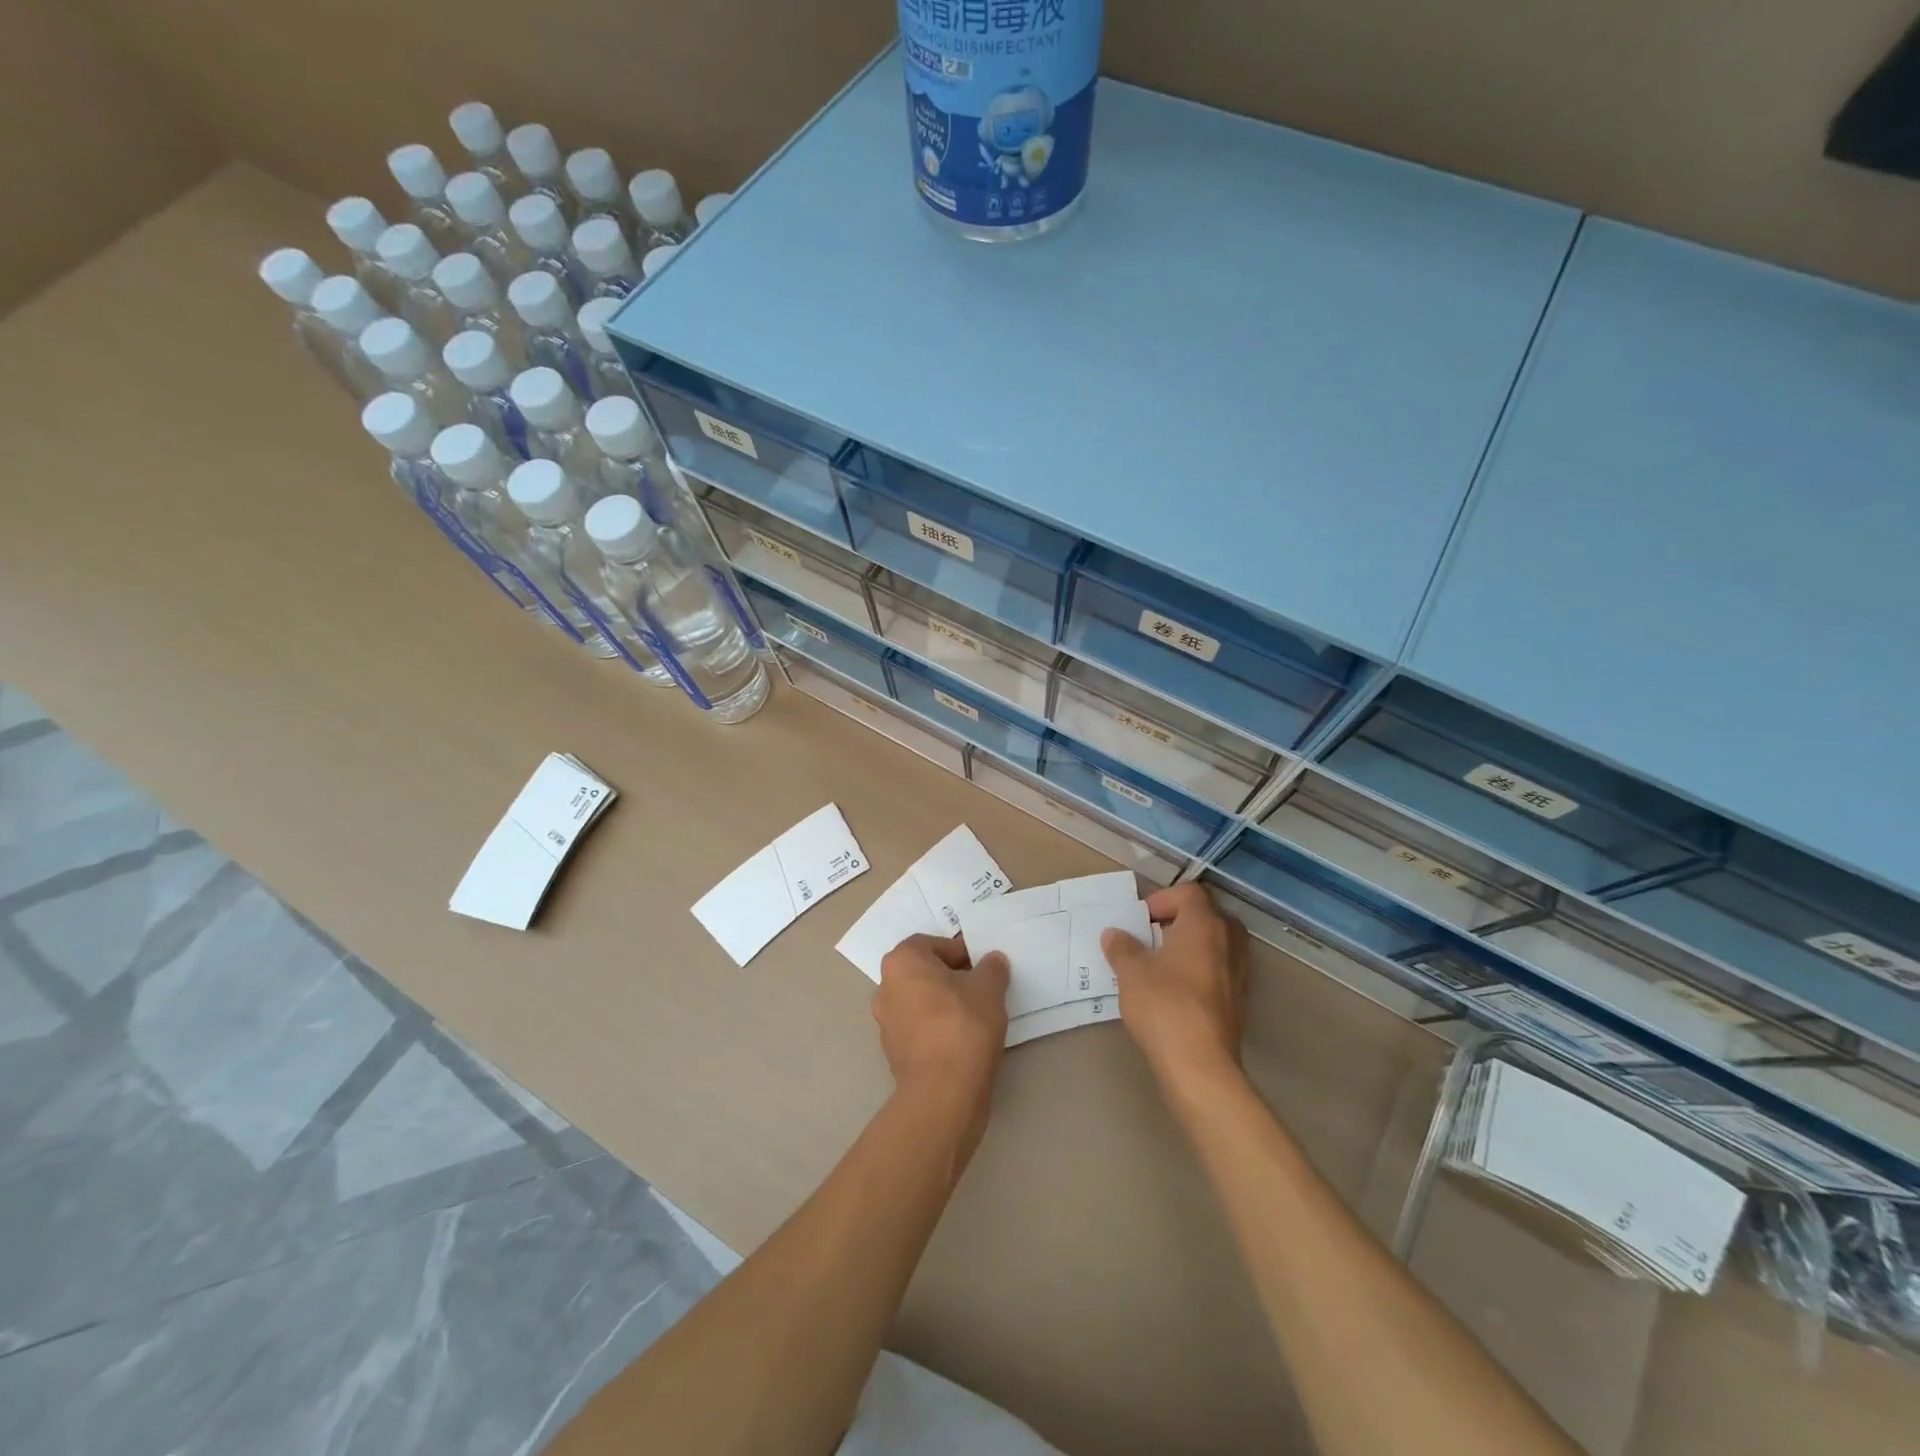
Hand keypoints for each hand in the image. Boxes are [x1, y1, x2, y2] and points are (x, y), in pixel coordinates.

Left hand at [874, 935, 1010, 1163]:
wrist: (943, 1092)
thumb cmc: (963, 1025)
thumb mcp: (989, 987)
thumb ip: (992, 968)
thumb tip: (992, 961)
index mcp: (902, 962)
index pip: (931, 944)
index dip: (959, 951)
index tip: (982, 967)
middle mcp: (886, 988)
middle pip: (922, 972)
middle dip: (950, 977)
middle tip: (980, 988)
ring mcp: (886, 1023)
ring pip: (920, 1002)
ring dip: (943, 1004)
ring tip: (975, 1016)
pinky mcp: (893, 1054)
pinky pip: (919, 1030)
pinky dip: (937, 1029)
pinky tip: (963, 1041)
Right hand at [1102, 884, 1247, 1097]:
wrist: (1199, 1064)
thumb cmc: (1163, 1005)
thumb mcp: (1131, 972)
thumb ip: (1122, 947)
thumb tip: (1114, 934)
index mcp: (1204, 924)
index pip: (1190, 892)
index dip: (1164, 899)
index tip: (1142, 920)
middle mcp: (1228, 941)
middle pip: (1208, 914)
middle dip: (1180, 920)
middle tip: (1153, 936)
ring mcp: (1239, 971)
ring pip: (1217, 943)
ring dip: (1192, 946)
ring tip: (1163, 963)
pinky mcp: (1239, 999)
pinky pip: (1221, 969)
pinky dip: (1202, 969)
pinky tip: (1177, 990)